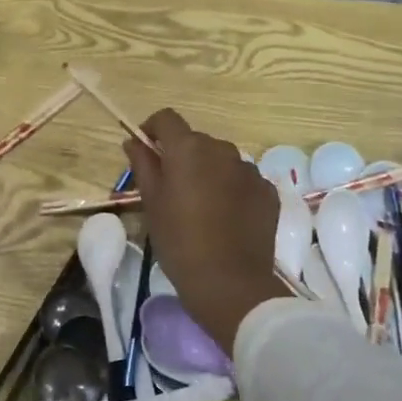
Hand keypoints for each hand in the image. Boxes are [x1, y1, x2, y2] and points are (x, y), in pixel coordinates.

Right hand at [124, 109, 286, 350]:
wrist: (229, 282)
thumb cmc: (179, 241)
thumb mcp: (151, 203)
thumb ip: (143, 165)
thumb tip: (134, 141)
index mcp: (189, 148)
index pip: (166, 119)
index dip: (152, 129)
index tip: (145, 150)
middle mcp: (222, 149)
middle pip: (195, 141)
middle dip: (181, 156)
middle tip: (171, 189)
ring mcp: (249, 170)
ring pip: (221, 160)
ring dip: (208, 172)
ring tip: (201, 206)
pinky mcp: (267, 191)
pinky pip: (243, 180)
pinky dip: (231, 189)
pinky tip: (225, 218)